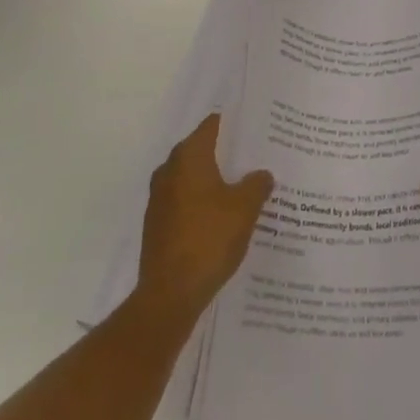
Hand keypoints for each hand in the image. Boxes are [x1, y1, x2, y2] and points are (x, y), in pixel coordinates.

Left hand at [135, 114, 273, 323]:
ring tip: (245, 190)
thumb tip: (262, 174)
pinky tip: (224, 220)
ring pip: (194, 179)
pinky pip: (186, 202)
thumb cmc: (209, 239)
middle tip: (257, 160)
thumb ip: (257, 184)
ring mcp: (160, 198)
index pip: (213, 125)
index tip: (257, 130)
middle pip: (203, 150)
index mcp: (189, 156)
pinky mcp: (158, 224)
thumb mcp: (245, 208)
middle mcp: (169, 169)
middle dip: (228, 155)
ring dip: (215, 182)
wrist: (170, 294)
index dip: (235, 125)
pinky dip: (203, 204)